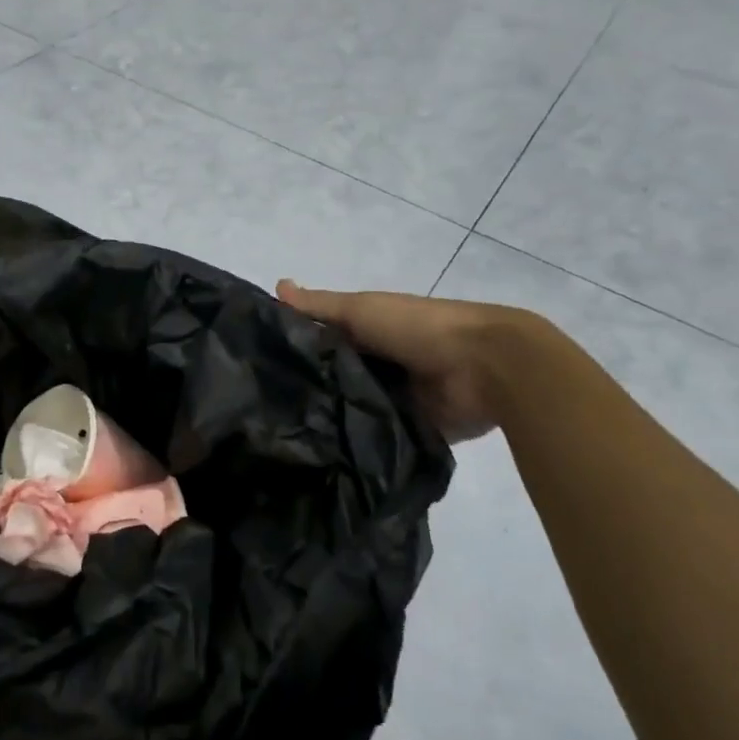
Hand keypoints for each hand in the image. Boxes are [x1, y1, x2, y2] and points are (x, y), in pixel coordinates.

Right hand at [276, 281, 539, 443]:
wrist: (484, 366)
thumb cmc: (417, 326)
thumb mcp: (360, 309)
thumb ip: (319, 306)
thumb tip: (275, 286)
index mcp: (367, 331)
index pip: (320, 339)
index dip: (291, 346)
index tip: (254, 362)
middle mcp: (377, 363)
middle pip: (332, 375)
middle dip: (305, 387)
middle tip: (260, 405)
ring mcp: (393, 398)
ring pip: (350, 407)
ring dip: (328, 416)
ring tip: (281, 434)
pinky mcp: (408, 430)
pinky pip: (375, 437)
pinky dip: (356, 442)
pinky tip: (319, 454)